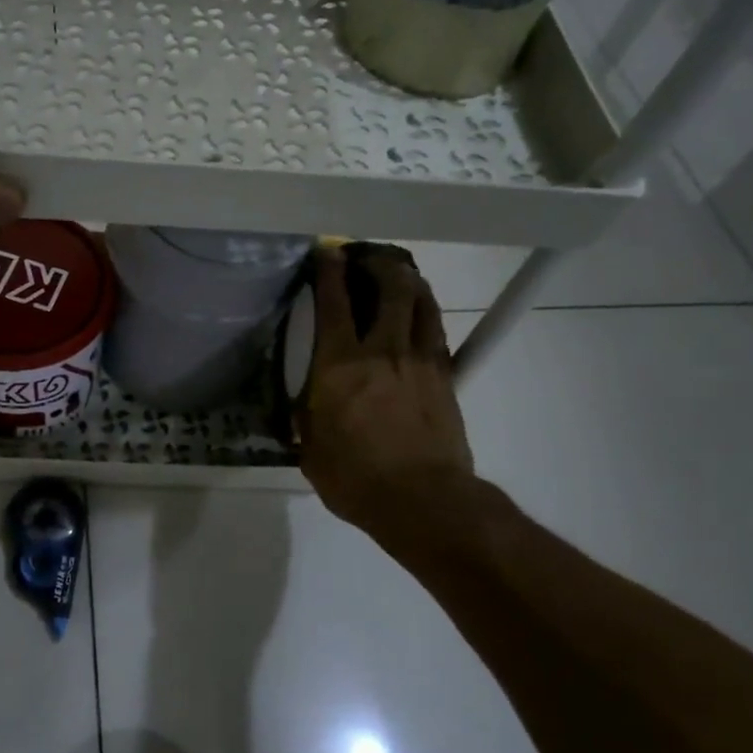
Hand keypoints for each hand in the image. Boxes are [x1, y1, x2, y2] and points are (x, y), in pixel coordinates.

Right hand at [298, 246, 474, 538]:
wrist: (423, 501)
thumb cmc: (355, 478)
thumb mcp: (312, 450)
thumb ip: (308, 419)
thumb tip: (307, 405)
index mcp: (339, 365)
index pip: (334, 302)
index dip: (330, 271)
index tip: (327, 252)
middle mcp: (381, 350)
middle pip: (390, 287)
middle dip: (378, 264)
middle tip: (367, 259)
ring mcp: (419, 360)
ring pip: (421, 302)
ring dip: (409, 281)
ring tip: (398, 275)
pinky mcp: (445, 376)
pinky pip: (437, 331)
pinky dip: (426, 313)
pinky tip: (419, 314)